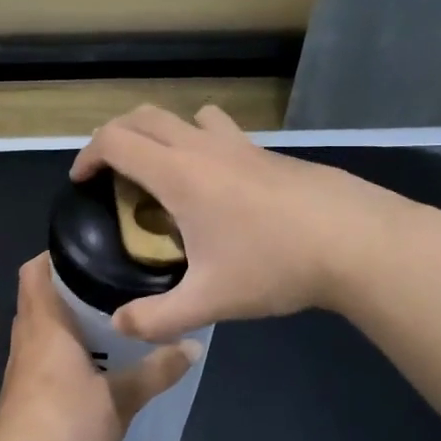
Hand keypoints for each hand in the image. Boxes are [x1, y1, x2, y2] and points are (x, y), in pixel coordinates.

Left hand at [0, 255, 196, 440]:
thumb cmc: (68, 421)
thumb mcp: (122, 397)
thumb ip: (157, 370)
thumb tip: (195, 347)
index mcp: (45, 325)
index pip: (35, 271)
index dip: (54, 256)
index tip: (88, 251)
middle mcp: (25, 338)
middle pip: (37, 297)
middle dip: (67, 287)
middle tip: (108, 285)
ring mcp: (18, 367)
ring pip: (37, 328)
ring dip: (63, 321)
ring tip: (104, 320)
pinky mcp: (19, 393)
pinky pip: (37, 355)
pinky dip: (57, 349)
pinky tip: (86, 364)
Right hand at [70, 105, 431, 341]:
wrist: (359, 242)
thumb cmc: (276, 265)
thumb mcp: (209, 301)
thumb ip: (157, 318)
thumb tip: (119, 324)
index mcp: (180, 175)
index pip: (116, 141)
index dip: (88, 155)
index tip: (81, 182)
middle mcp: (205, 149)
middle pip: (146, 117)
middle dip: (117, 136)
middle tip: (110, 172)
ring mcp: (243, 146)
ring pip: (190, 116)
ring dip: (165, 134)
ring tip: (165, 174)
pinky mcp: (272, 154)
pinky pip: (223, 134)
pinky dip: (202, 146)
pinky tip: (220, 192)